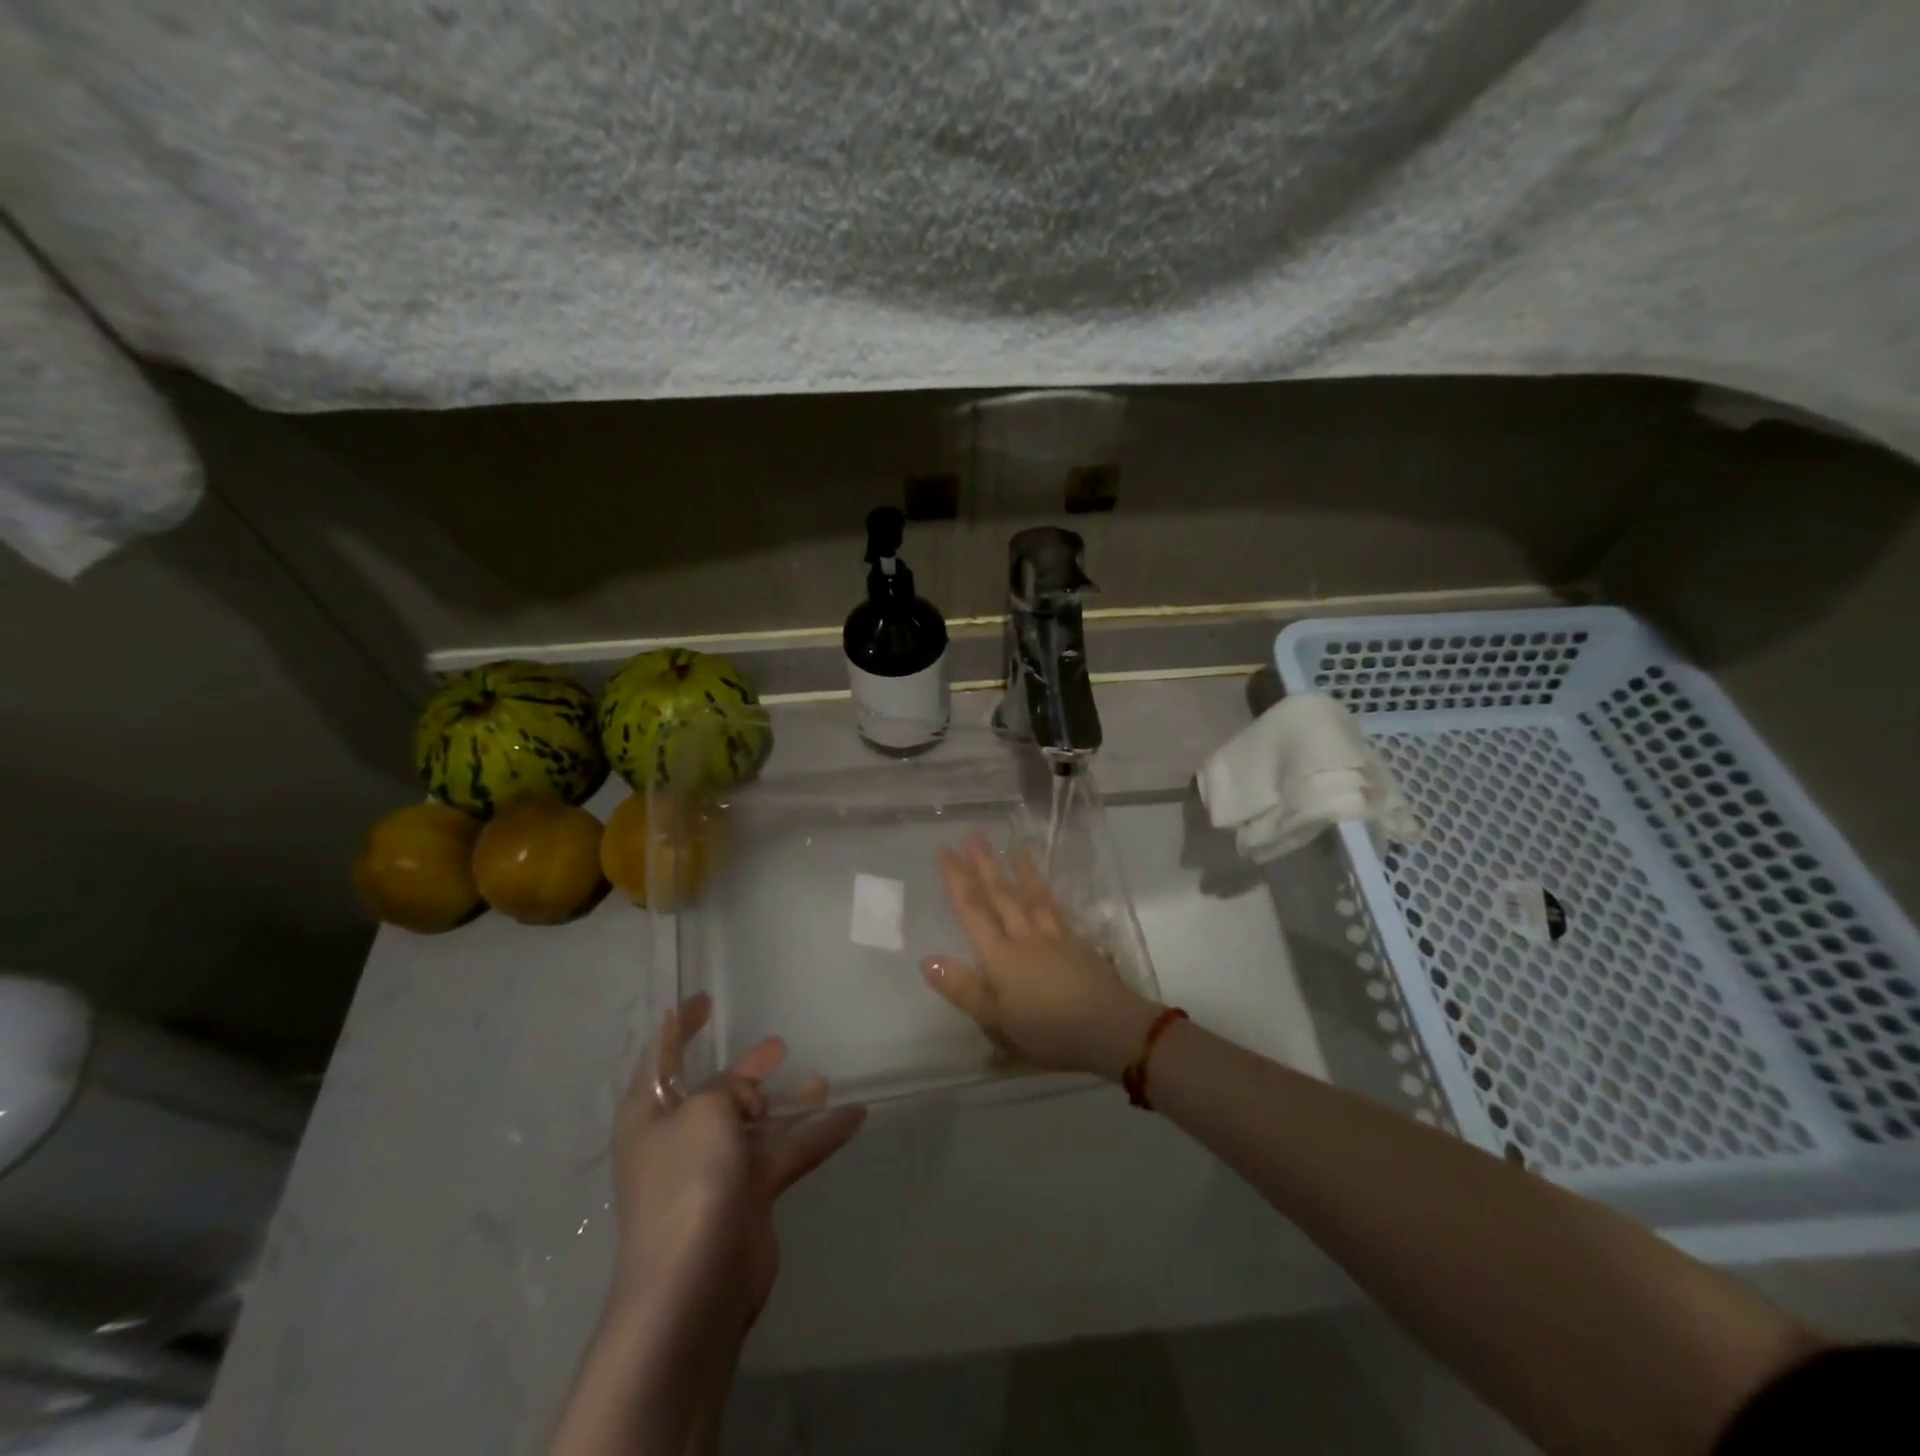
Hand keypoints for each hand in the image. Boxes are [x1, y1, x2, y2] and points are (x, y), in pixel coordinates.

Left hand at [608, 993, 865, 1338]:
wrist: (695, 1285)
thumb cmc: (688, 1180)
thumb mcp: (706, 1111)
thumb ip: (728, 1088)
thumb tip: (747, 1101)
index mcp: (650, 1116)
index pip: (661, 1058)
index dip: (679, 1027)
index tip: (703, 1000)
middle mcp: (680, 1140)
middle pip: (717, 1092)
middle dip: (746, 1070)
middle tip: (778, 1046)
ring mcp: (715, 1171)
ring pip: (758, 1124)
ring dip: (788, 1102)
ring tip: (821, 1080)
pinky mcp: (750, 1197)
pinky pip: (787, 1153)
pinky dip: (816, 1134)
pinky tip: (853, 1116)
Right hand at [923, 831, 1161, 1078]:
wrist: (1110, 1028)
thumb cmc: (1048, 1031)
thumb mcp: (997, 1021)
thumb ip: (963, 988)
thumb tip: (927, 960)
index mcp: (1000, 957)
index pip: (972, 911)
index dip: (957, 880)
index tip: (945, 851)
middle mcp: (1025, 937)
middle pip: (1001, 894)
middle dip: (985, 864)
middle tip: (974, 833)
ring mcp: (1054, 936)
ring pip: (1032, 895)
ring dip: (1020, 868)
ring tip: (1014, 843)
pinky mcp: (1078, 942)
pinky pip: (1057, 908)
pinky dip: (1047, 892)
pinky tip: (1045, 885)